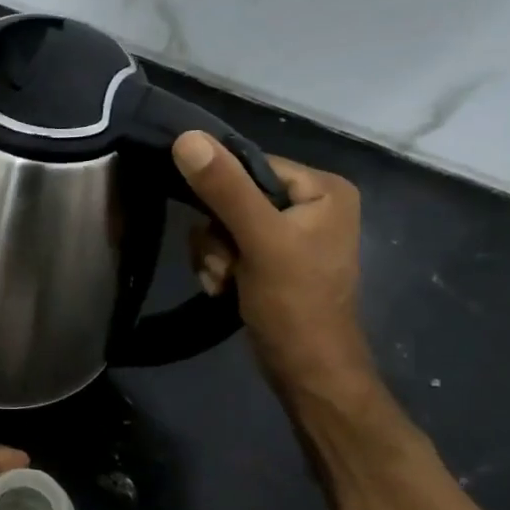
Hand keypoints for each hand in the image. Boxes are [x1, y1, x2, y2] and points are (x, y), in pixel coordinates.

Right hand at [174, 131, 375, 397]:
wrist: (306, 372)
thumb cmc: (294, 303)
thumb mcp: (259, 240)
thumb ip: (224, 188)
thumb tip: (187, 137)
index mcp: (322, 189)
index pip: (251, 165)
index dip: (222, 192)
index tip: (218, 228)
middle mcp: (310, 205)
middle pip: (233, 196)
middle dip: (217, 234)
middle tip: (226, 263)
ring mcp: (290, 235)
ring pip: (223, 224)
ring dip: (214, 254)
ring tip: (226, 280)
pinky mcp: (272, 260)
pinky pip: (228, 246)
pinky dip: (219, 267)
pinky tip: (224, 288)